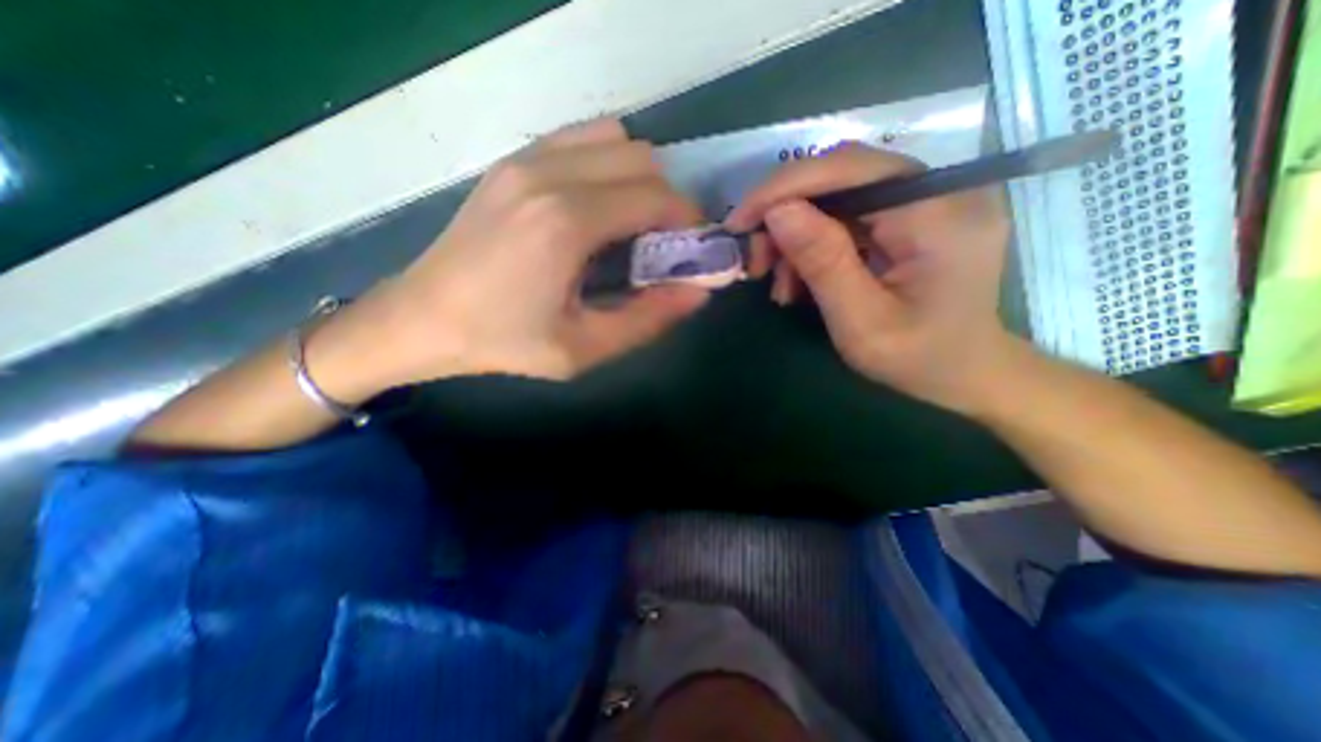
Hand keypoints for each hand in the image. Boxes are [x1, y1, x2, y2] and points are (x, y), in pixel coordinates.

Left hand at [354, 119, 711, 386]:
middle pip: (643, 160)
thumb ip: (648, 319)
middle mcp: (549, 175)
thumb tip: (699, 291)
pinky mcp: (513, 162)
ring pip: (615, 140)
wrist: (423, 319)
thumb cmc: (505, 341)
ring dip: (638, 178)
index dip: (687, 221)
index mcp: (567, 222)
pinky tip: (597, 206)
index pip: (656, 197)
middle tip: (663, 243)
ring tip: (630, 224)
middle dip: (668, 200)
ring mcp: (526, 160)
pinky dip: (606, 164)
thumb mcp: (584, 348)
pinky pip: (580, 140)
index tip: (692, 249)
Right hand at [728, 143, 1012, 415]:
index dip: (786, 187)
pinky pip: (849, 215)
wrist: (965, 374)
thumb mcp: (862, 323)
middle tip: (756, 259)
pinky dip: (815, 244)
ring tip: (780, 283)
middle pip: (841, 176)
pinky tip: (801, 279)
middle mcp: (940, 191)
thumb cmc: (918, 359)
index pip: (851, 169)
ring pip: (838, 195)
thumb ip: (823, 263)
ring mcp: (928, 200)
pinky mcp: (913, 216)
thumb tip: (777, 212)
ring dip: (796, 235)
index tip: (739, 221)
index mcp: (939, 215)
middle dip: (785, 214)